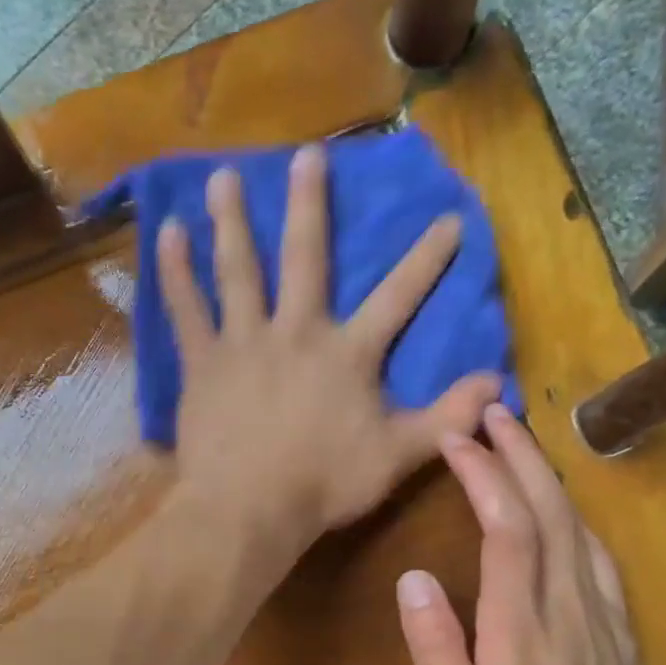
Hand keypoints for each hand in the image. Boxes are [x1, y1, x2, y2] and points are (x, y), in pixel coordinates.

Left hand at [159, 144, 502, 560]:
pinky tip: (167, 232)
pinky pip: (186, 308)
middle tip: (306, 155)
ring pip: (239, 270)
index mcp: (348, 354)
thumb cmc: (324, 485)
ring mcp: (244, 342)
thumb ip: (448, 417)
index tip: (448, 218)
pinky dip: (175, 270)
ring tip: (223, 175)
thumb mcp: (398, 456)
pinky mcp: (203, 363)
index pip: (398, 297)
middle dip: (310, 206)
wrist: (250, 509)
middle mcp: (297, 332)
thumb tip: (498, 382)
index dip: (426, 259)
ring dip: (233, 220)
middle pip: (306, 258)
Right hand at [396, 404, 650, 664]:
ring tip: (519, 439)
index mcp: (520, 626)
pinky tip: (559, 500)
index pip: (507, 530)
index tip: (458, 442)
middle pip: (549, 511)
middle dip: (519, 455)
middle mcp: (566, 604)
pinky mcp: (620, 621)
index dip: (484, 477)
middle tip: (492, 413)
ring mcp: (601, 610)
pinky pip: (599, 552)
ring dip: (547, 474)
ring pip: (578, 524)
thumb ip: (434, 646)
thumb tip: (413, 578)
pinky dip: (575, 512)